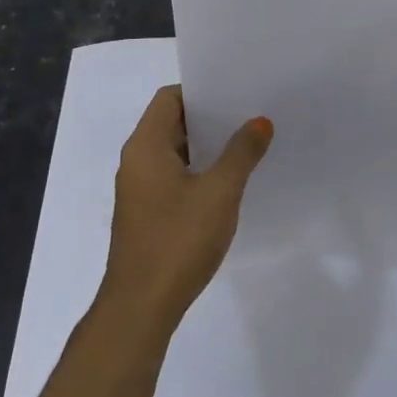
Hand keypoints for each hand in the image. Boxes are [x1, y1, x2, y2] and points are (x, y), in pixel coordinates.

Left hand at [103, 86, 272, 335]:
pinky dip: (199, 171)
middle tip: (250, 113)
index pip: (170, 98)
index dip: (201, 90)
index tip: (236, 91)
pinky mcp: (147, 214)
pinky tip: (229, 182)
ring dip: (207, 146)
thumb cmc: (178, 239)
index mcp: (146, 146)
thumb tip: (260, 122)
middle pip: (172, 122)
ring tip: (248, 143)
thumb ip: (242, 152)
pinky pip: (174, 177)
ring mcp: (140, 190)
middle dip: (210, 117)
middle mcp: (136, 161)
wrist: (141, 306)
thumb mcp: (220, 191)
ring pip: (175, 152)